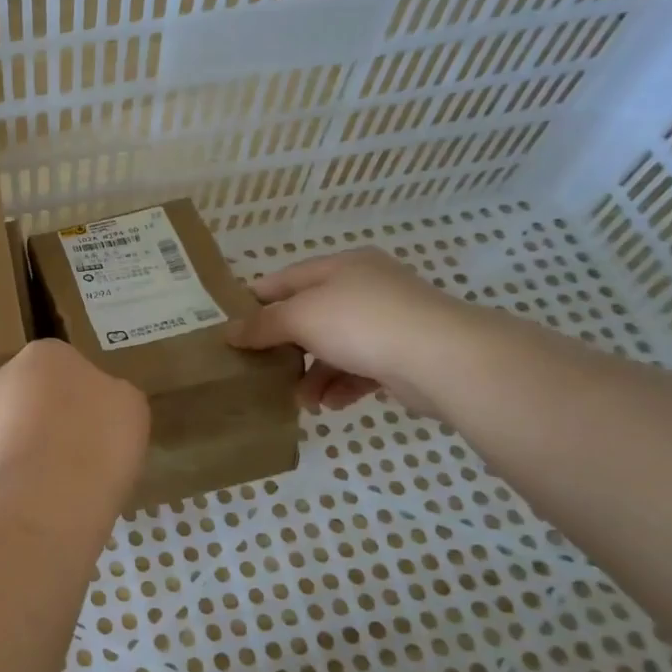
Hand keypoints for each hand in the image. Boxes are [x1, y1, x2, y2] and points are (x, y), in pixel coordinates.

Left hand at [0, 340, 149, 515]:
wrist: (47, 502)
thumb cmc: (95, 439)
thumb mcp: (130, 404)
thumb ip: (111, 393)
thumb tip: (97, 402)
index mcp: (43, 352)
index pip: (69, 364)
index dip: (90, 393)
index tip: (105, 420)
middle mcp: (4, 377)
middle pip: (40, 393)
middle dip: (60, 416)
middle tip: (91, 446)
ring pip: (23, 428)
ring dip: (42, 446)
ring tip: (73, 478)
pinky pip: (13, 461)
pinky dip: (29, 474)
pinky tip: (50, 495)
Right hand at [226, 248, 477, 415]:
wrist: (442, 358)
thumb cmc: (362, 323)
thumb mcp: (301, 317)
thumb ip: (263, 324)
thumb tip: (229, 332)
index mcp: (342, 267)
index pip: (288, 278)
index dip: (257, 299)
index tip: (231, 325)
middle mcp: (366, 288)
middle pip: (311, 315)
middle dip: (286, 346)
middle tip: (260, 368)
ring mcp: (388, 322)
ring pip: (335, 347)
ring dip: (313, 375)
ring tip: (300, 401)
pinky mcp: (404, 355)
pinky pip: (360, 370)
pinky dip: (341, 386)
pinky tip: (330, 405)